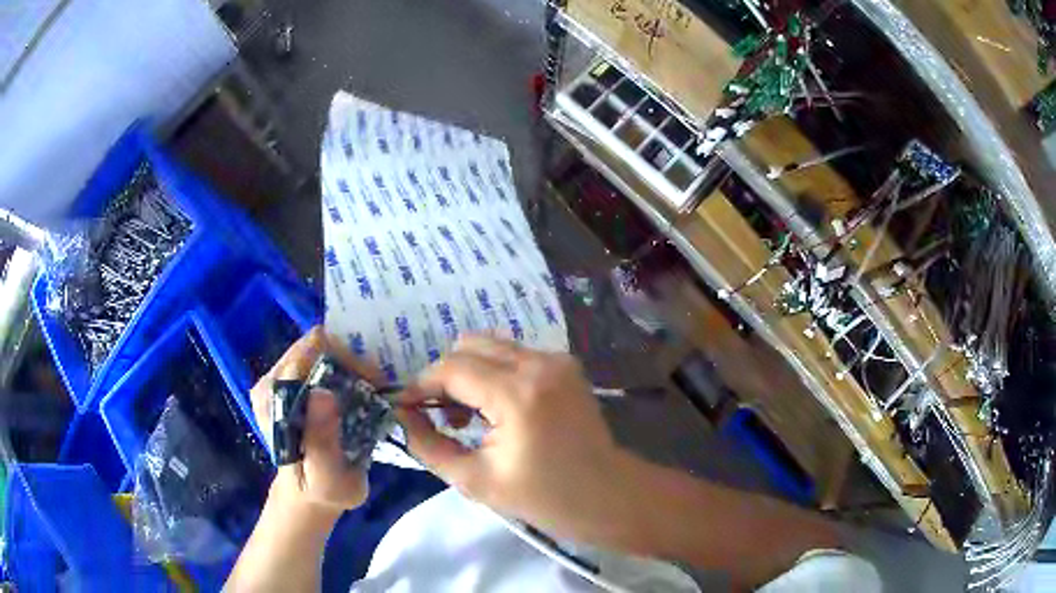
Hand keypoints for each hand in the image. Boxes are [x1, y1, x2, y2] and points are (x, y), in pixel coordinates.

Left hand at [249, 326, 377, 518]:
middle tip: (377, 386)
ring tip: (371, 388)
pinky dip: (344, 368)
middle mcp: (271, 381)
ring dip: (350, 363)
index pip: (310, 351)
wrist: (310, 496)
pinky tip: (358, 389)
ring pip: (320, 349)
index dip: (346, 358)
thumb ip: (321, 442)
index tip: (372, 381)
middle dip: (350, 359)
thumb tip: (322, 394)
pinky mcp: (292, 383)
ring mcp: (280, 380)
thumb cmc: (321, 491)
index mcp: (273, 400)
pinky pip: (321, 359)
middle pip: (315, 345)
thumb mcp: (326, 479)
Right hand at [397, 335, 635, 542]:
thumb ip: (429, 445)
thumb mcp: (475, 481)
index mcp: (517, 394)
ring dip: (468, 372)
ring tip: (469, 415)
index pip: (451, 369)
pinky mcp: (565, 364)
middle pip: (469, 346)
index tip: (405, 407)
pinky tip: (496, 408)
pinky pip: (513, 354)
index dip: (420, 385)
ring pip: (491, 345)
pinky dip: (493, 372)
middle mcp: (539, 363)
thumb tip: (403, 416)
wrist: (606, 495)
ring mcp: (556, 359)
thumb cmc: (543, 497)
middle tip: (441, 416)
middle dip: (444, 376)